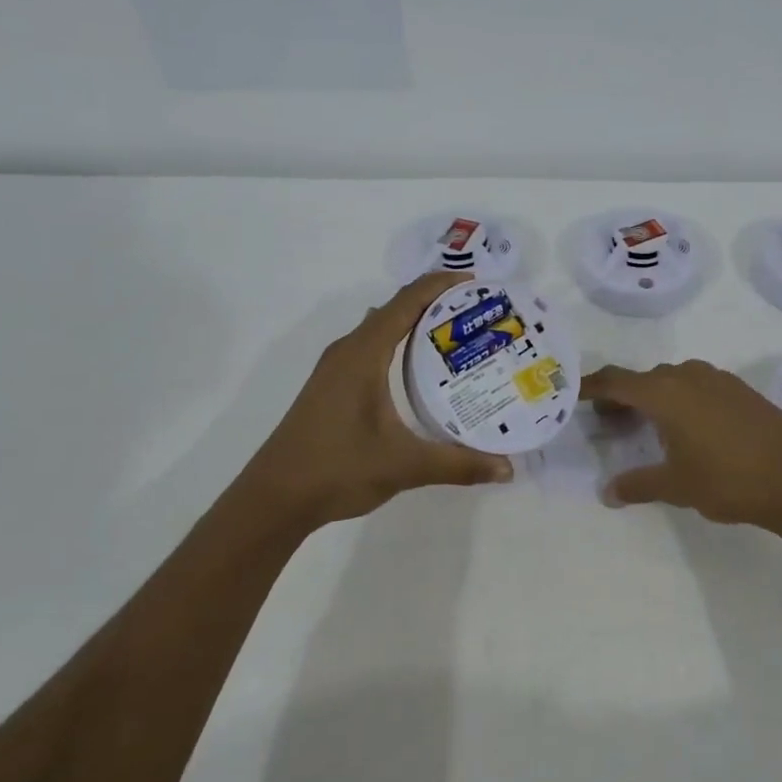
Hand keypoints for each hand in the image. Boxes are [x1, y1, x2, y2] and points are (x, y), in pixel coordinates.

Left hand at [241, 272, 515, 529]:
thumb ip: (458, 464)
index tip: (477, 283)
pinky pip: (371, 346)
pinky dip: (398, 343)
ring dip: (415, 322)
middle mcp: (348, 350)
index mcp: (363, 353)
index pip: (406, 301)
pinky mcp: (331, 386)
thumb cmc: (337, 469)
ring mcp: (335, 368)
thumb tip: (507, 469)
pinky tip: (418, 370)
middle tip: (477, 313)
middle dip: (435, 303)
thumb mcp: (404, 465)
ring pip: (381, 328)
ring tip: (457, 335)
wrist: (274, 499)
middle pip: (395, 308)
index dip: (441, 285)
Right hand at [582, 360, 781, 533]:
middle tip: (607, 422)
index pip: (616, 381)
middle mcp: (687, 376)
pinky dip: (680, 398)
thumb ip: (637, 485)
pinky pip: (696, 385)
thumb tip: (607, 493)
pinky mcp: (740, 390)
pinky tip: (688, 427)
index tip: (572, 394)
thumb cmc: (728, 480)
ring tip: (647, 426)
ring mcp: (717, 379)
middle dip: (621, 396)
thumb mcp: (676, 486)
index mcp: (664, 393)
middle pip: (642, 379)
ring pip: (671, 379)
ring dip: (652, 396)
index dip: (591, 387)